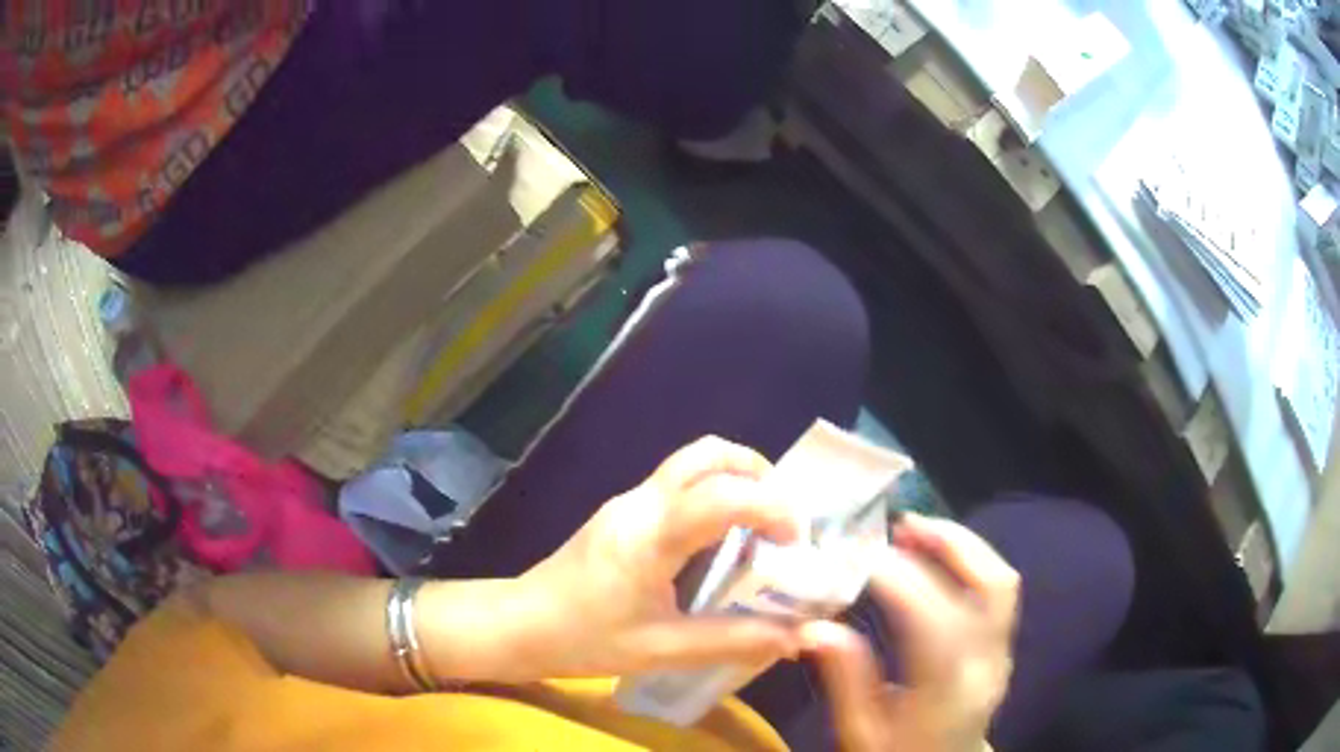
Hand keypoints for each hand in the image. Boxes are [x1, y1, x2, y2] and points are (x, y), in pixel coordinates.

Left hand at [510, 436, 802, 679]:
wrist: (520, 624)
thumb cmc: (584, 639)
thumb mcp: (660, 650)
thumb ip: (731, 641)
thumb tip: (795, 638)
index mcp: (650, 536)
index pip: (721, 495)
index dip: (770, 508)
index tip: (794, 542)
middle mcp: (641, 503)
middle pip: (707, 454)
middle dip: (758, 473)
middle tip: (783, 519)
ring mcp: (628, 502)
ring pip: (692, 463)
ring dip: (736, 481)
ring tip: (761, 529)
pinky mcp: (623, 511)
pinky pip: (679, 485)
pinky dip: (714, 496)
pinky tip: (722, 543)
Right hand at [803, 515, 1018, 751]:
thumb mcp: (859, 732)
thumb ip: (845, 679)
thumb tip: (814, 625)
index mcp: (948, 693)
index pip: (937, 624)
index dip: (902, 581)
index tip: (861, 556)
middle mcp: (987, 664)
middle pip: (992, 587)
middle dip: (949, 544)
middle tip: (901, 526)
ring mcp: (1002, 651)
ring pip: (1002, 580)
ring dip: (962, 546)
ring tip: (916, 532)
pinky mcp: (1003, 645)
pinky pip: (997, 590)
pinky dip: (969, 561)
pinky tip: (935, 557)